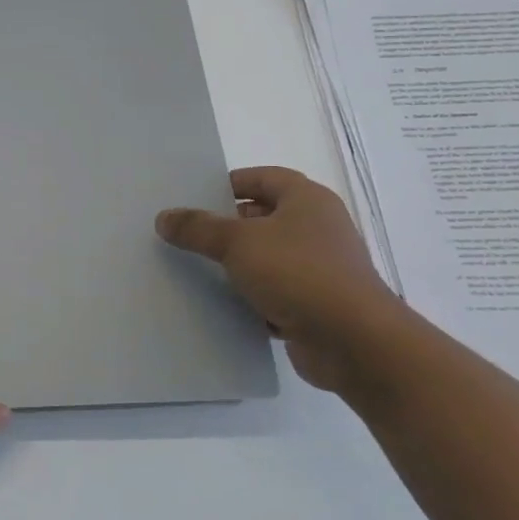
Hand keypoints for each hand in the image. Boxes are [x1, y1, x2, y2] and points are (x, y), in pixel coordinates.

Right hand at [156, 166, 401, 389]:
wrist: (354, 341)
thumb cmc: (298, 273)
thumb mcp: (237, 242)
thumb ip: (198, 227)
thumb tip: (164, 217)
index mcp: (307, 200)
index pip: (265, 178)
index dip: (232, 182)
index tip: (197, 195)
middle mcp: (318, 229)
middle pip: (264, 217)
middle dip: (226, 225)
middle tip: (187, 234)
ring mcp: (320, 268)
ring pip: (267, 257)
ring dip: (237, 264)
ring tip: (195, 268)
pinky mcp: (316, 304)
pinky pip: (275, 292)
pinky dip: (251, 297)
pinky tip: (221, 304)